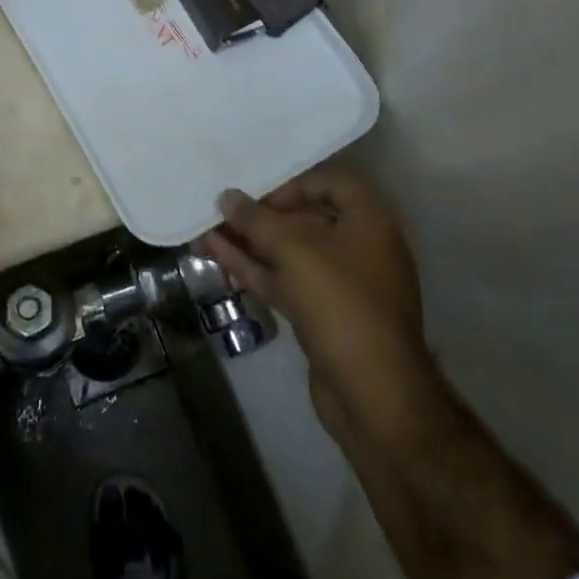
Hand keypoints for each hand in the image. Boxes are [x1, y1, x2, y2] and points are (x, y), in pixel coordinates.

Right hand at [201, 157, 435, 447]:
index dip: (293, 183)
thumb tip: (227, 197)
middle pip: (306, 218)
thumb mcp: (294, 250)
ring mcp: (341, 285)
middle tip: (221, 211)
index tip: (260, 194)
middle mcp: (360, 248)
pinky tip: (218, 258)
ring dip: (250, 243)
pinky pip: (286, 281)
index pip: (331, 183)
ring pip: (290, 253)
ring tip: (205, 232)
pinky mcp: (323, 316)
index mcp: (369, 222)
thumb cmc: (340, 303)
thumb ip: (256, 220)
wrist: (373, 395)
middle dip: (261, 216)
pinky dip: (255, 269)